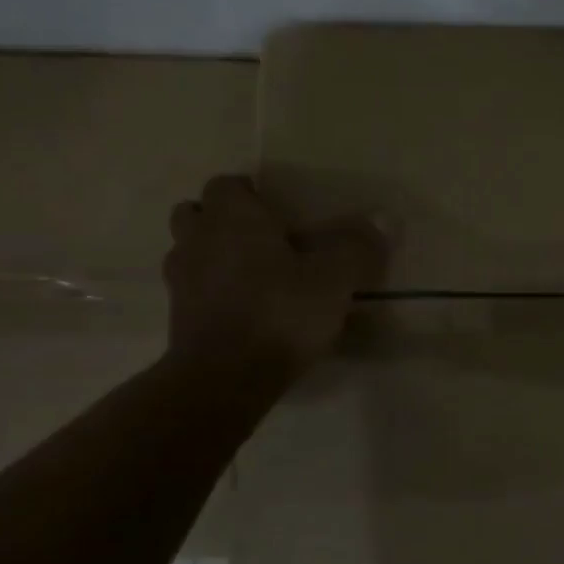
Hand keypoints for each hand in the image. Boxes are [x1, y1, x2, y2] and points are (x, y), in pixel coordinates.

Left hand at [162, 176, 388, 388]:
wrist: (225, 379)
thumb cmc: (280, 313)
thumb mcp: (334, 278)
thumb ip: (357, 245)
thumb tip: (385, 217)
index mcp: (233, 218)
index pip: (227, 184)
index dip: (251, 193)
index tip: (281, 213)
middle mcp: (198, 239)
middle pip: (198, 213)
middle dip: (223, 220)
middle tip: (263, 239)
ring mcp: (181, 280)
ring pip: (190, 251)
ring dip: (213, 254)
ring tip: (253, 275)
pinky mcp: (178, 317)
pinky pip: (194, 290)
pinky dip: (212, 292)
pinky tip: (245, 310)